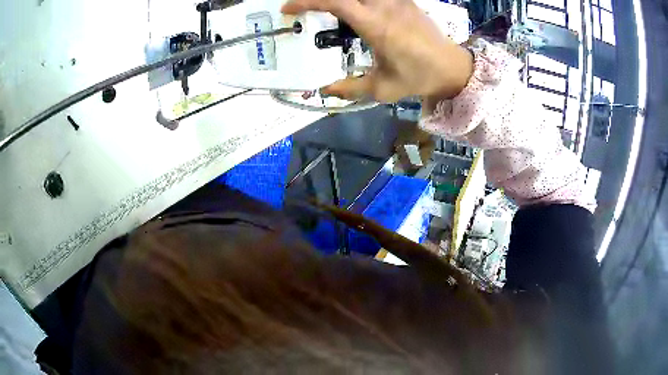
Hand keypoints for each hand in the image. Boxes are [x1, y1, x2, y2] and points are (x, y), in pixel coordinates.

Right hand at [282, 0, 473, 102]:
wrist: (451, 67)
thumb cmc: (418, 78)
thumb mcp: (382, 89)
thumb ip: (350, 88)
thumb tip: (324, 89)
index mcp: (376, 25)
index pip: (335, 2)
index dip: (307, 1)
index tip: (287, 8)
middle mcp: (384, 6)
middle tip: (306, 9)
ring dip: (341, 0)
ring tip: (328, 10)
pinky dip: (358, 0)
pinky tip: (356, 9)